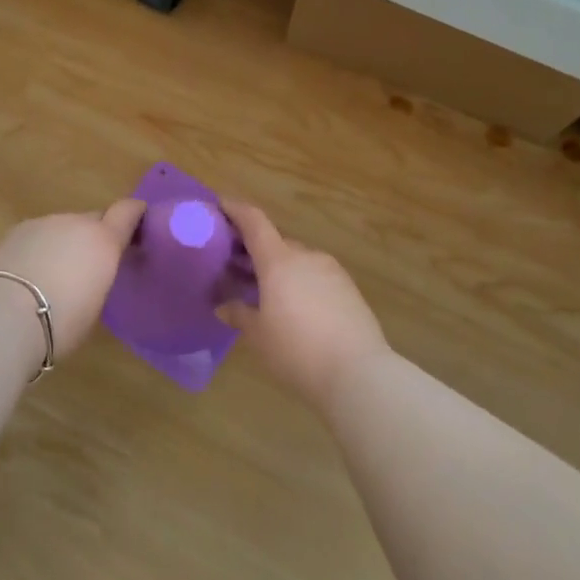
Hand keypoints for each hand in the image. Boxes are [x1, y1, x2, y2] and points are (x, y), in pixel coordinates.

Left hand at [0, 199, 146, 357]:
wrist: (1, 319)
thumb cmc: (60, 323)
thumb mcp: (94, 306)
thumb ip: (98, 277)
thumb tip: (90, 272)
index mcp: (103, 241)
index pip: (128, 211)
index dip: (134, 214)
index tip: (139, 222)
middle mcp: (75, 223)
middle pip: (92, 220)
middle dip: (93, 237)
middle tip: (88, 266)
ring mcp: (41, 224)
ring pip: (61, 229)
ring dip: (62, 244)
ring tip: (51, 277)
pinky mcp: (12, 232)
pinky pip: (35, 237)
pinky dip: (37, 250)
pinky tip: (26, 277)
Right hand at [219, 201, 391, 410]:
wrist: (358, 373)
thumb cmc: (297, 350)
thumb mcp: (259, 336)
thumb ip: (240, 315)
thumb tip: (224, 306)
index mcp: (279, 261)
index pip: (254, 222)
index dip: (236, 210)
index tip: (221, 205)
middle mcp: (306, 256)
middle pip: (275, 243)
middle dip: (255, 250)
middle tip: (236, 266)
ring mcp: (332, 271)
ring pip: (298, 260)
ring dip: (279, 269)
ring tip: (265, 291)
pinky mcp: (349, 290)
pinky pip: (316, 276)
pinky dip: (300, 282)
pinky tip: (296, 308)